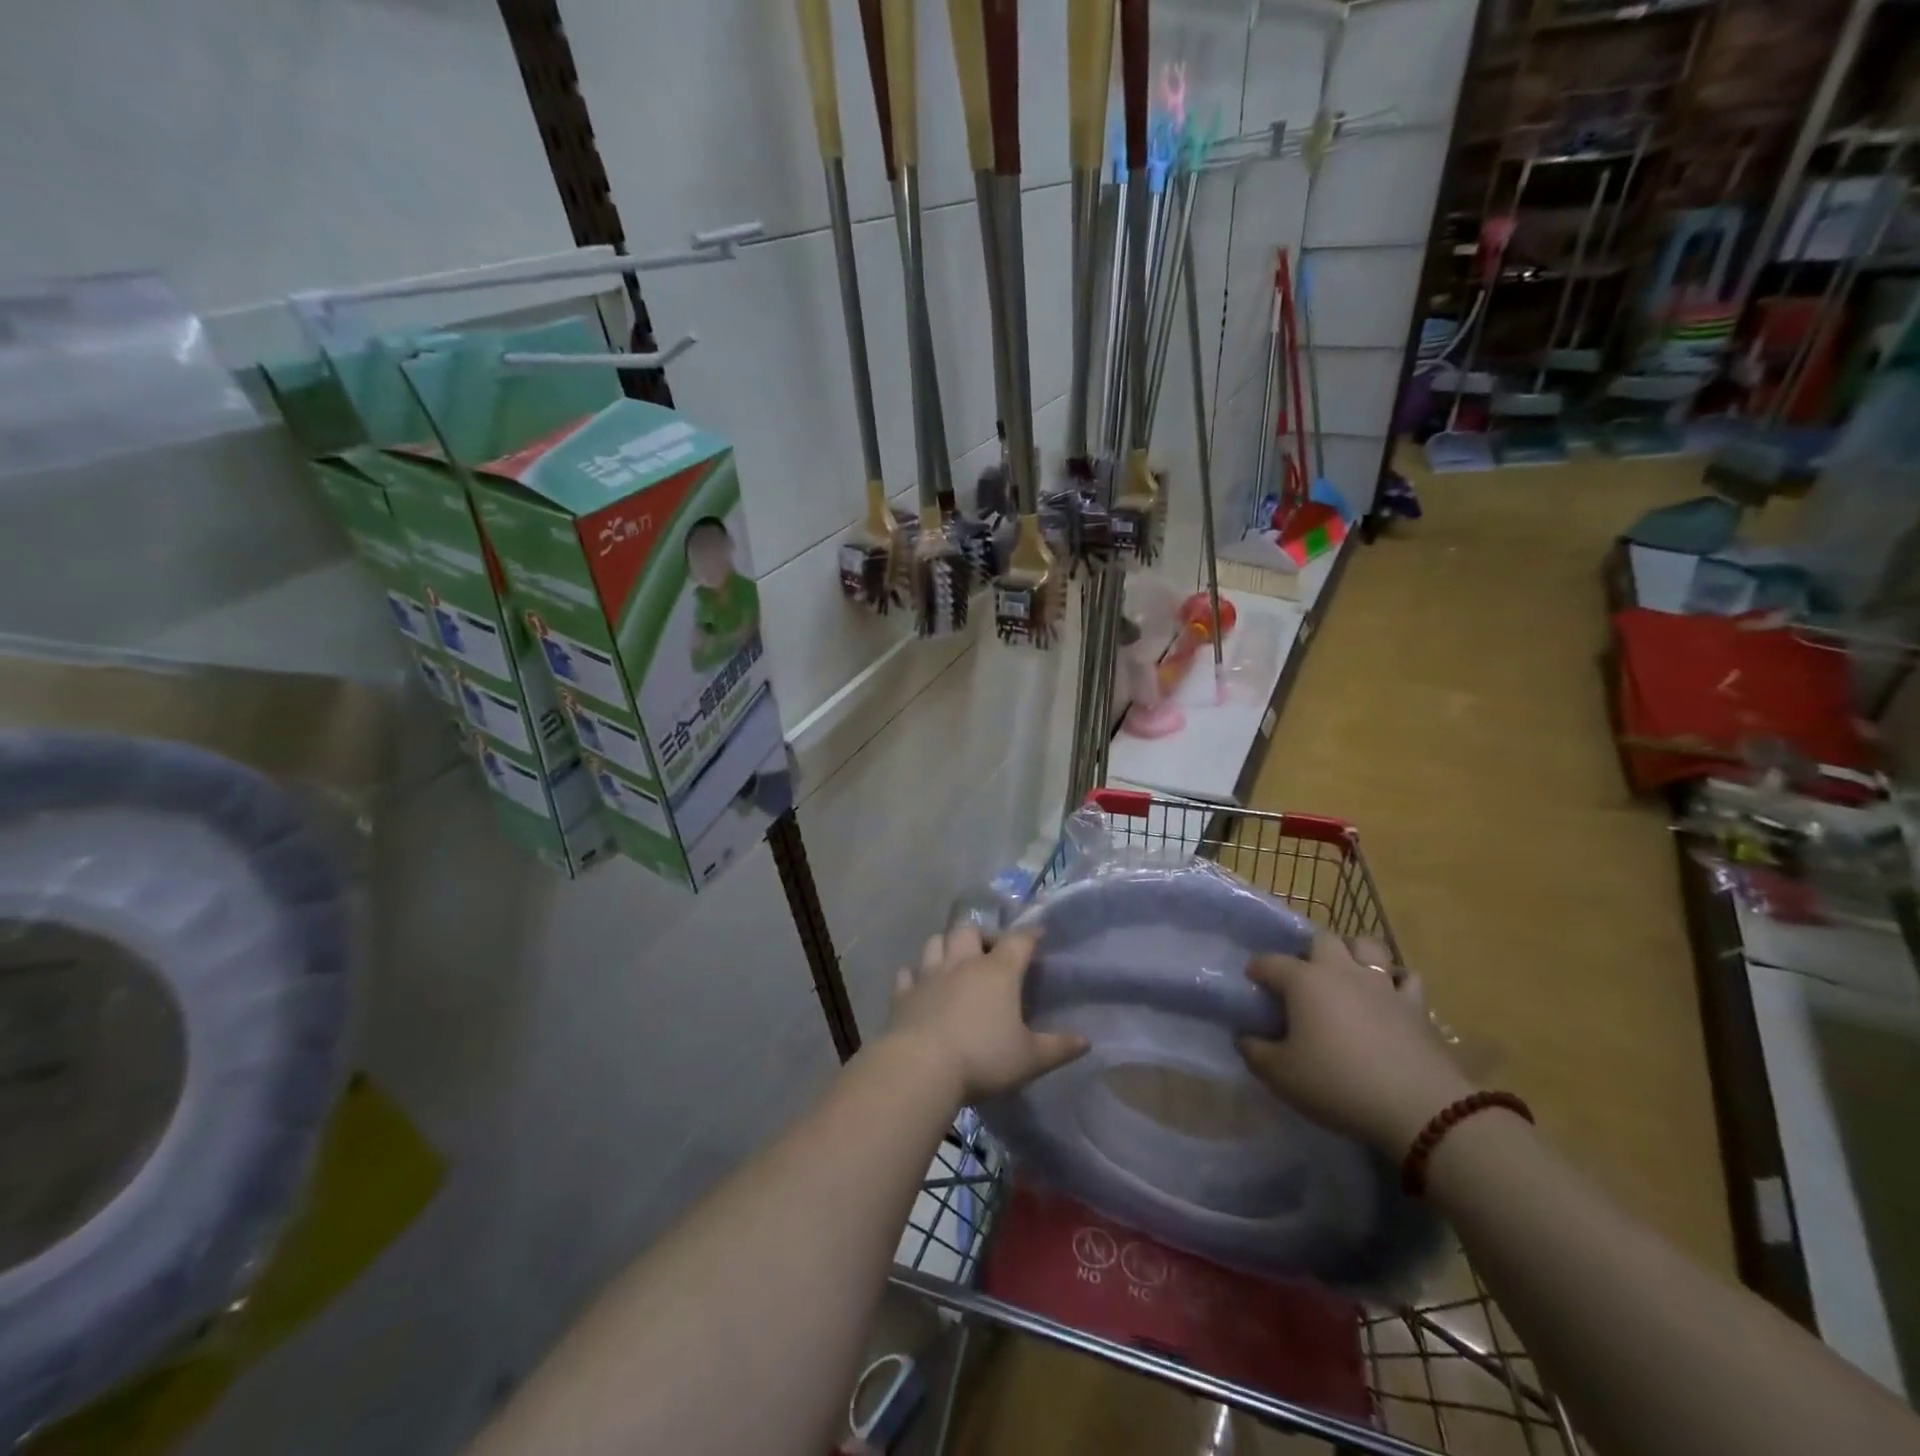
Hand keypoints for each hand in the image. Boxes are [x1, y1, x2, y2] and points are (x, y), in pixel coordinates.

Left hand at [886, 925, 1088, 1104]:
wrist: (922, 1068)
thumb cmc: (983, 1058)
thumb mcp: (1030, 1059)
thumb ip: (1059, 1047)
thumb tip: (1086, 1041)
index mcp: (998, 972)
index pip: (1019, 940)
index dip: (1031, 934)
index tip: (1039, 934)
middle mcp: (962, 963)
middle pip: (970, 930)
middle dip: (983, 935)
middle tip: (992, 953)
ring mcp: (929, 975)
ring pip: (936, 941)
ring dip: (947, 945)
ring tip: (956, 961)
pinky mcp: (903, 994)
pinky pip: (907, 973)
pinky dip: (915, 974)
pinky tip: (919, 983)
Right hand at [1237, 933, 1474, 1157]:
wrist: (1419, 1108)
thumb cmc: (1338, 1085)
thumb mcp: (1281, 1075)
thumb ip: (1255, 1052)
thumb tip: (1244, 1037)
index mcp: (1304, 981)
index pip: (1269, 962)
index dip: (1256, 971)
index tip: (1252, 984)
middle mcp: (1341, 971)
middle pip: (1322, 940)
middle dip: (1309, 953)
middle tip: (1304, 979)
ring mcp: (1382, 984)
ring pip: (1368, 946)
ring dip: (1354, 953)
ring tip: (1347, 975)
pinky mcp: (1416, 1005)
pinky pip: (1406, 978)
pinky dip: (1396, 981)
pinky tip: (1389, 996)